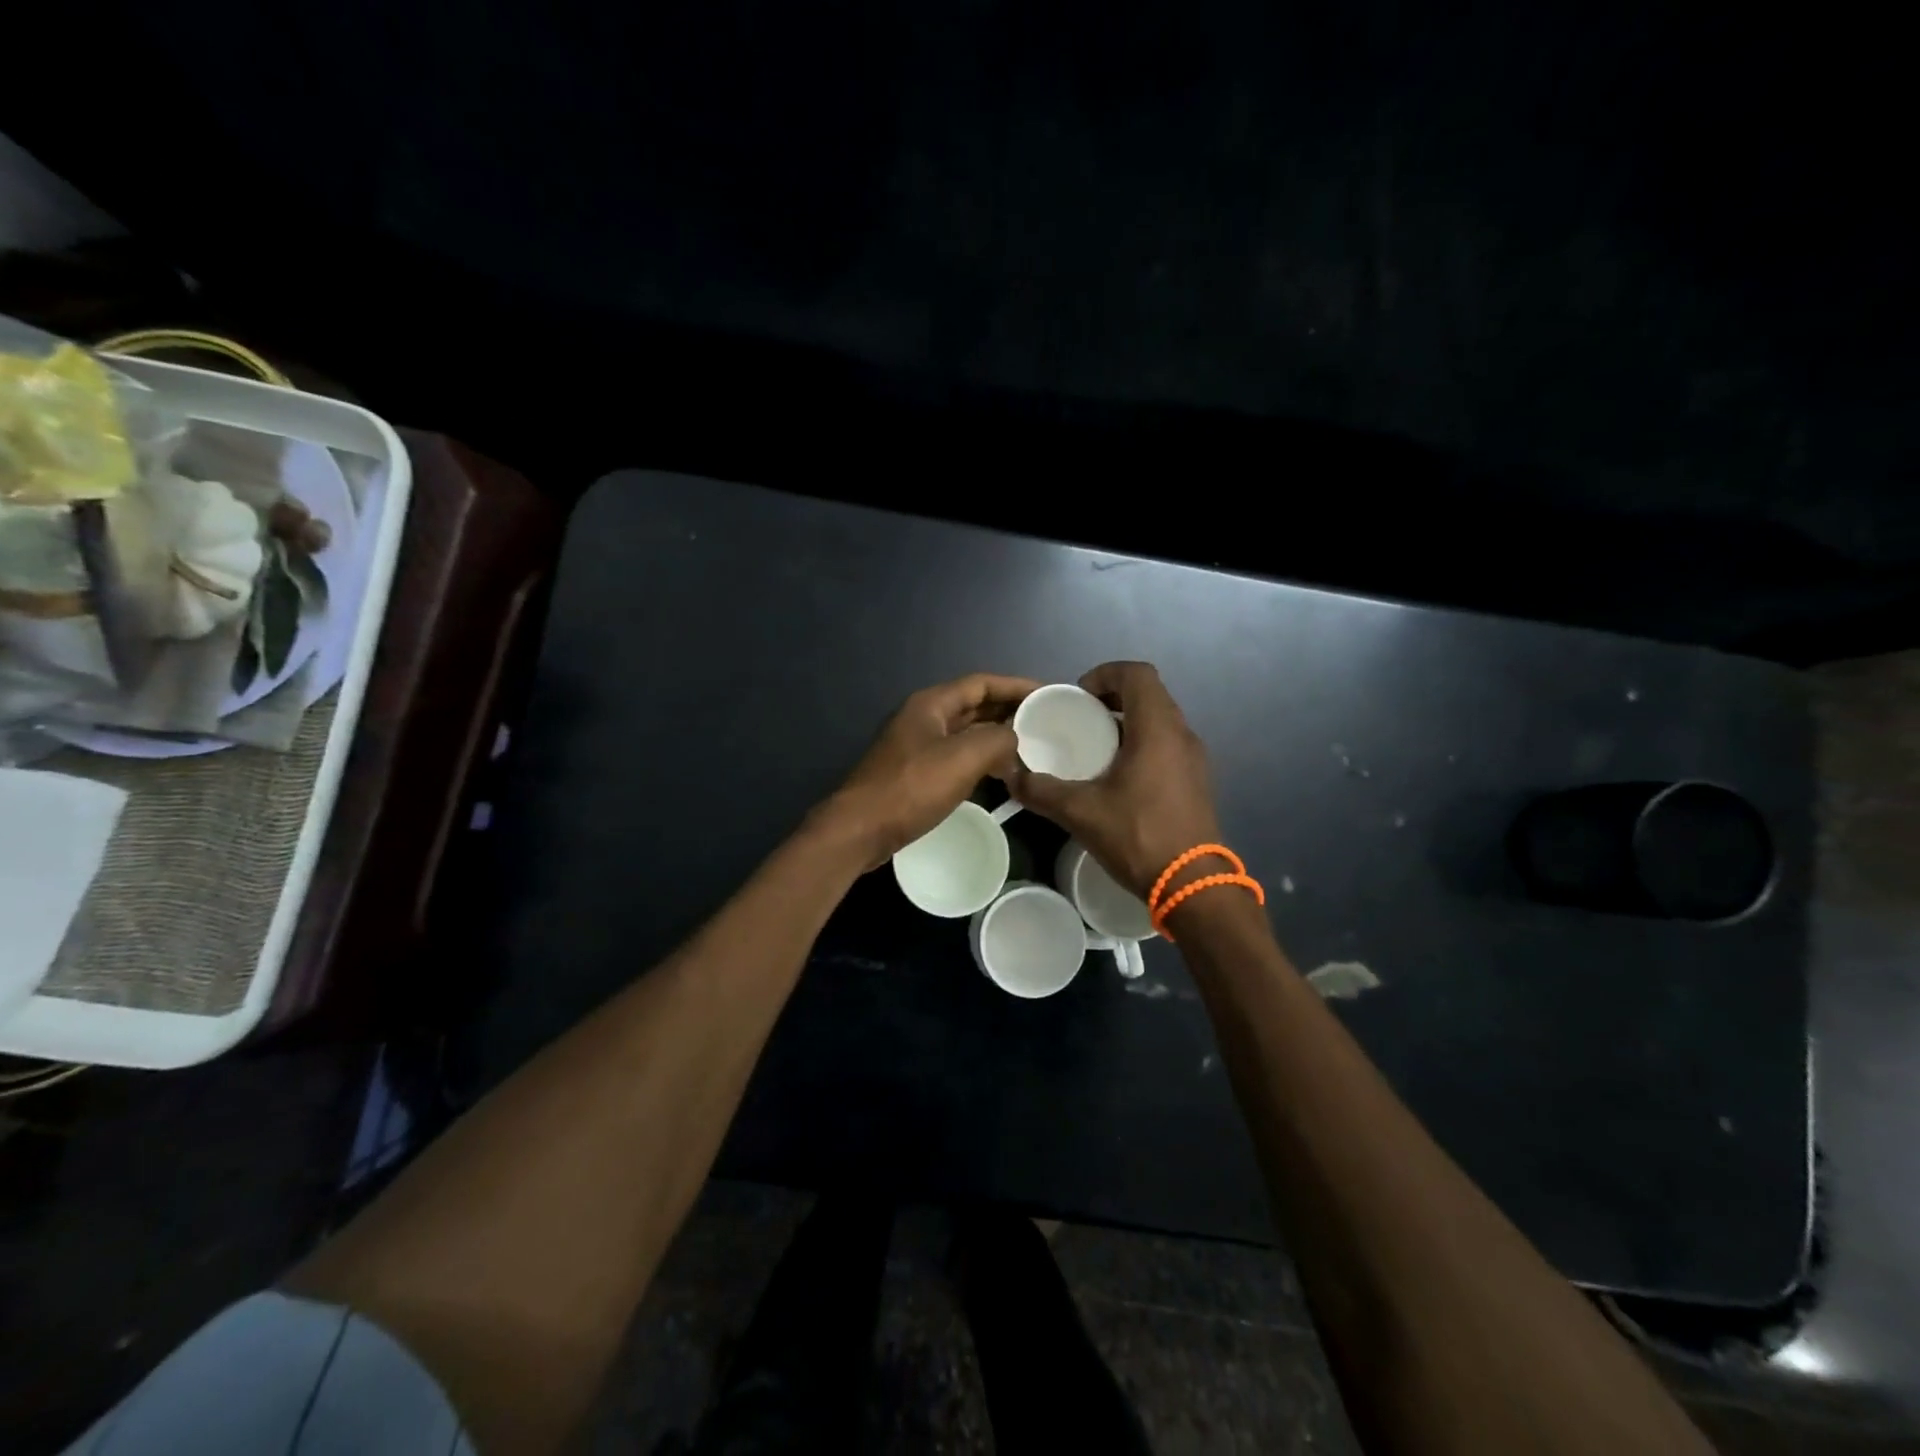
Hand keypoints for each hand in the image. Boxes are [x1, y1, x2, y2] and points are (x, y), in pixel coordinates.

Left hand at [820, 673, 1040, 868]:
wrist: (861, 829)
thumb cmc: (911, 788)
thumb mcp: (963, 758)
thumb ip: (997, 740)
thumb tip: (1014, 739)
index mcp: (931, 704)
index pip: (981, 683)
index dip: (1016, 685)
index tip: (1047, 694)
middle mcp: (923, 718)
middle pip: (973, 705)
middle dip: (1007, 710)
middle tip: (1044, 721)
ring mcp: (916, 745)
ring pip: (965, 732)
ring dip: (995, 736)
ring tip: (1029, 745)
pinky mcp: (914, 772)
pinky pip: (955, 755)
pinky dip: (980, 758)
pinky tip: (999, 773)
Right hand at [1002, 661, 1221, 898]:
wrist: (1193, 886)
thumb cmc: (1138, 836)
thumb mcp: (1080, 812)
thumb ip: (1041, 790)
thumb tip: (1011, 776)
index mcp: (1157, 729)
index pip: (1137, 673)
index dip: (1105, 673)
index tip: (1078, 697)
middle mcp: (1182, 735)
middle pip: (1149, 694)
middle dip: (1112, 698)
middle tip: (1079, 720)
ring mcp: (1194, 759)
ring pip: (1159, 721)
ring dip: (1127, 723)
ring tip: (1093, 748)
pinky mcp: (1196, 781)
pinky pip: (1166, 745)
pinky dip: (1141, 745)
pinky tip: (1117, 778)